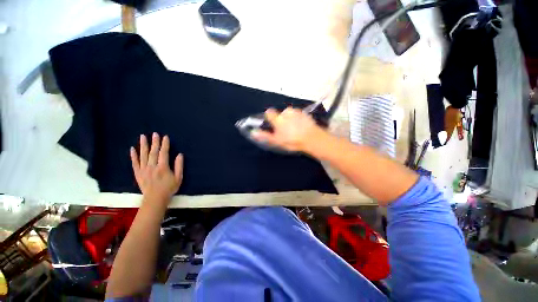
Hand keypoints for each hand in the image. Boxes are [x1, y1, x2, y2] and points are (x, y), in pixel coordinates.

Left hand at [130, 133, 182, 202]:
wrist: (155, 199)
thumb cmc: (169, 188)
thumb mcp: (178, 178)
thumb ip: (179, 166)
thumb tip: (180, 155)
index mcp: (163, 167)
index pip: (164, 153)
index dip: (165, 144)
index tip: (165, 137)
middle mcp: (152, 166)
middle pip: (153, 152)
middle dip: (155, 142)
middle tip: (154, 133)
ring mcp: (143, 169)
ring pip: (143, 155)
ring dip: (143, 145)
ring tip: (143, 136)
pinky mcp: (137, 173)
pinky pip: (134, 163)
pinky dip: (133, 156)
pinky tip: (132, 149)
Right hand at [251, 107, 326, 152]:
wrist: (312, 138)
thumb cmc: (292, 140)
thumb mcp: (277, 141)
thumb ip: (264, 136)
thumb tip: (253, 132)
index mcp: (278, 118)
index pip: (269, 112)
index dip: (270, 118)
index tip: (273, 125)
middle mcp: (286, 112)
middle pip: (280, 114)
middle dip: (281, 120)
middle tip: (286, 131)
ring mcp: (296, 111)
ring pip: (289, 114)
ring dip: (290, 120)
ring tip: (295, 130)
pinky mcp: (305, 113)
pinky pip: (297, 115)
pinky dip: (298, 119)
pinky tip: (301, 127)